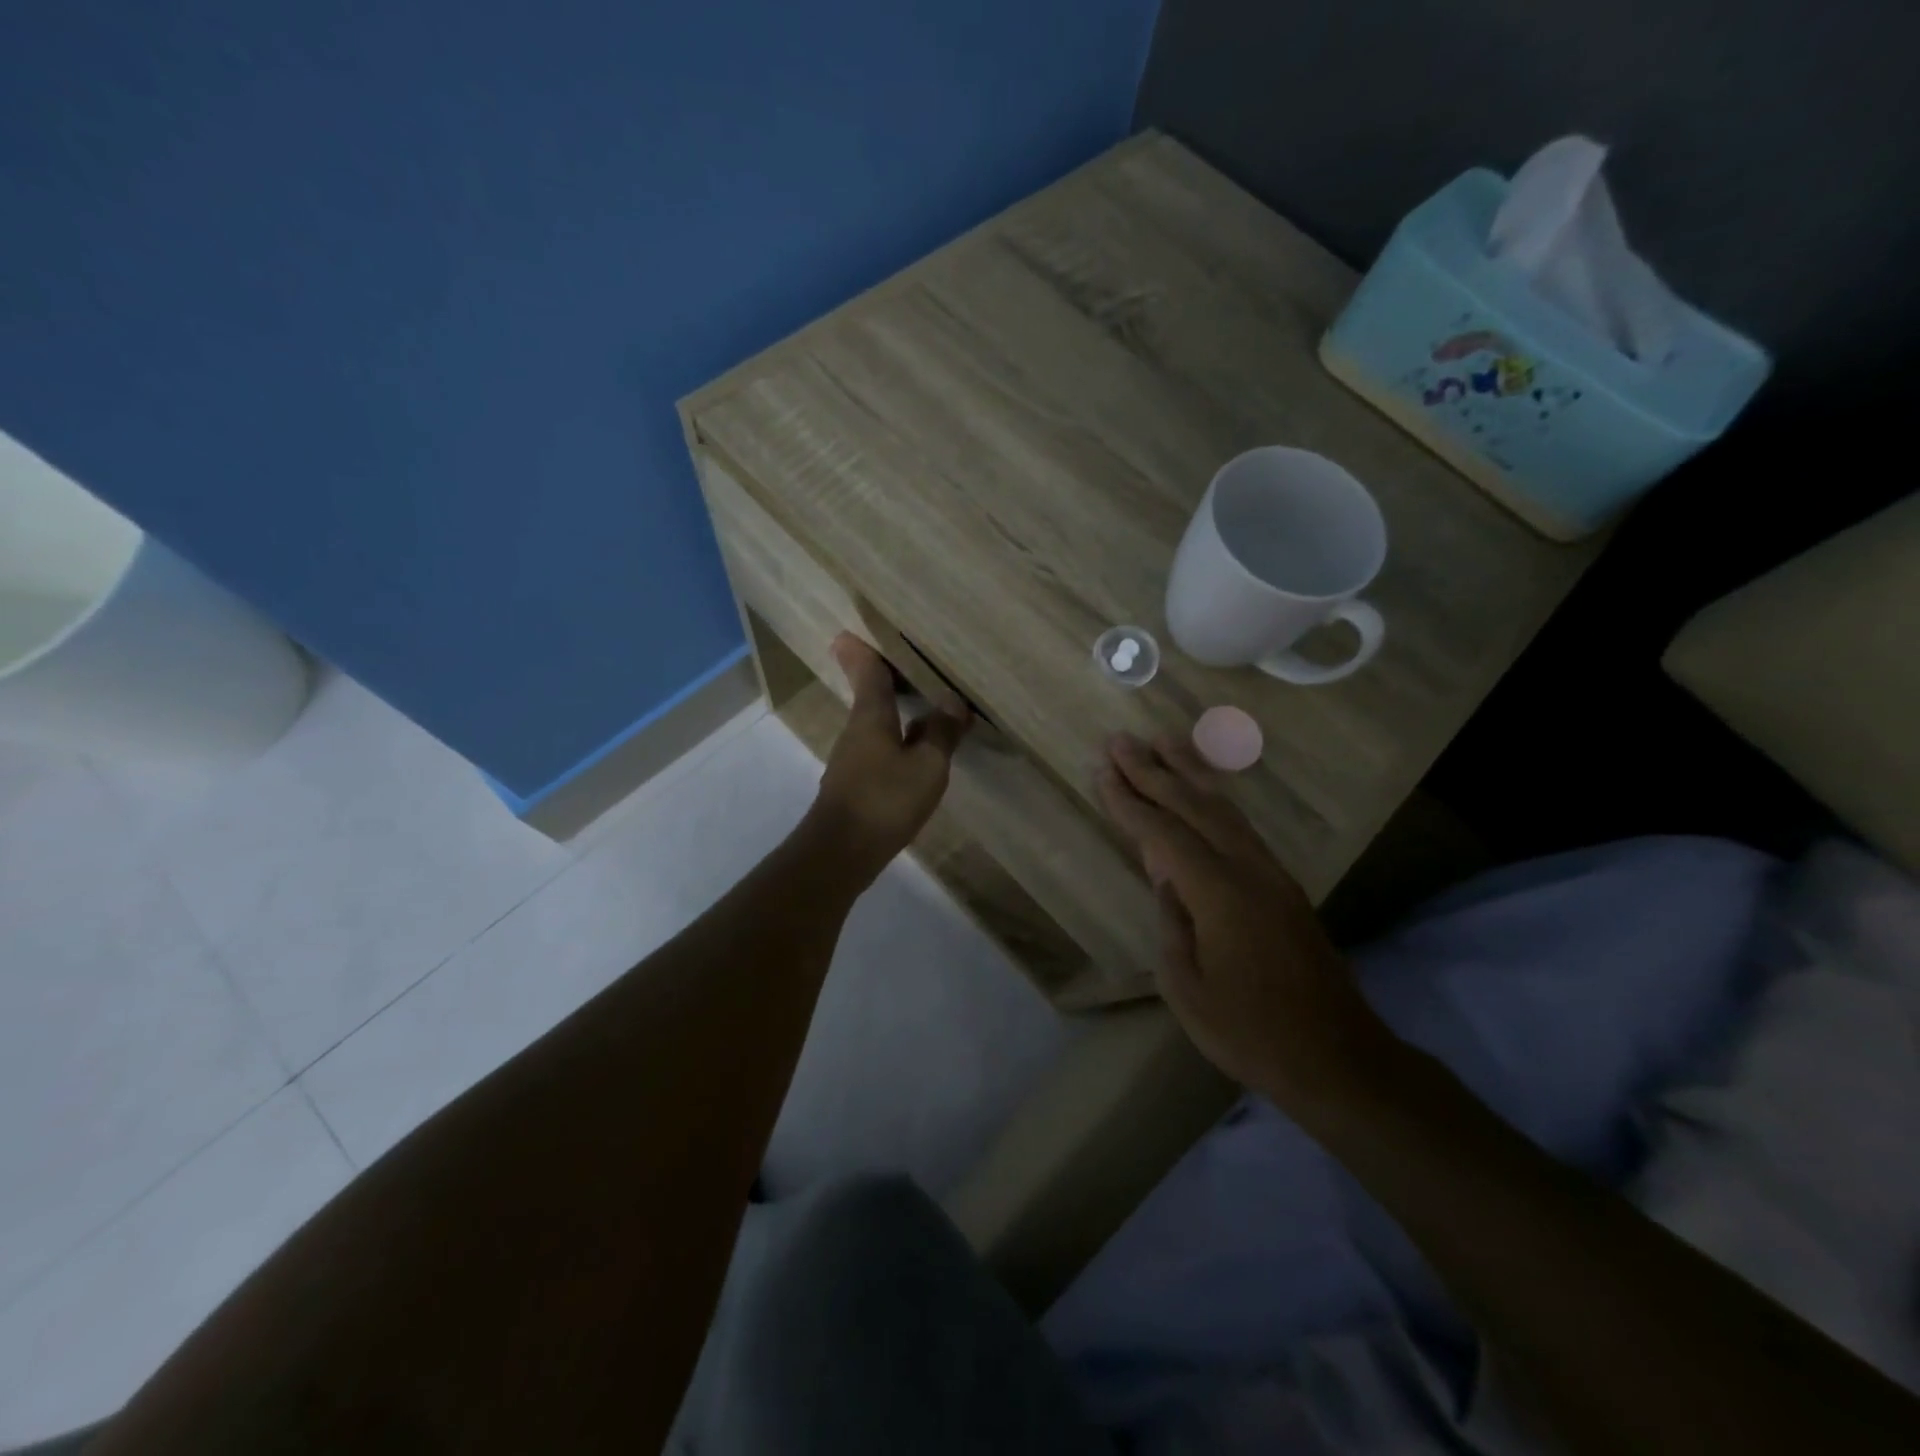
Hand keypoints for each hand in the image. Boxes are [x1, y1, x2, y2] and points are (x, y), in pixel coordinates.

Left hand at [811, 634, 969, 874]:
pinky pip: (879, 748)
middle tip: (904, 662)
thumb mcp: (927, 766)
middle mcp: (856, 731)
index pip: (867, 672)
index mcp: (871, 716)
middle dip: (883, 678)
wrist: (841, 853)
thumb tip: (952, 702)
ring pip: (875, 724)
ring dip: (894, 711)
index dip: (862, 651)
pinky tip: (915, 751)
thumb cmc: (885, 800)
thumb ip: (941, 733)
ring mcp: (852, 759)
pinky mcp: (854, 784)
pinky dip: (896, 739)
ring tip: (922, 705)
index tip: (850, 631)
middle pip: (869, 696)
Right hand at [1097, 733, 1396, 1111]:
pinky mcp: (1283, 885)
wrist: (1336, 1058)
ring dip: (1189, 772)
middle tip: (1120, 740)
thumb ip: (1171, 923)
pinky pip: (1241, 826)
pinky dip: (1214, 799)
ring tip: (1161, 741)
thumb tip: (1166, 878)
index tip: (1101, 770)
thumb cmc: (1250, 1032)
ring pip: (1224, 808)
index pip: (1163, 833)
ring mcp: (1271, 874)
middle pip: (1193, 806)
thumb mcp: (1186, 988)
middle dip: (1153, 771)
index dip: (1128, 801)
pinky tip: (1202, 791)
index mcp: (1219, 894)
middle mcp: (1248, 869)